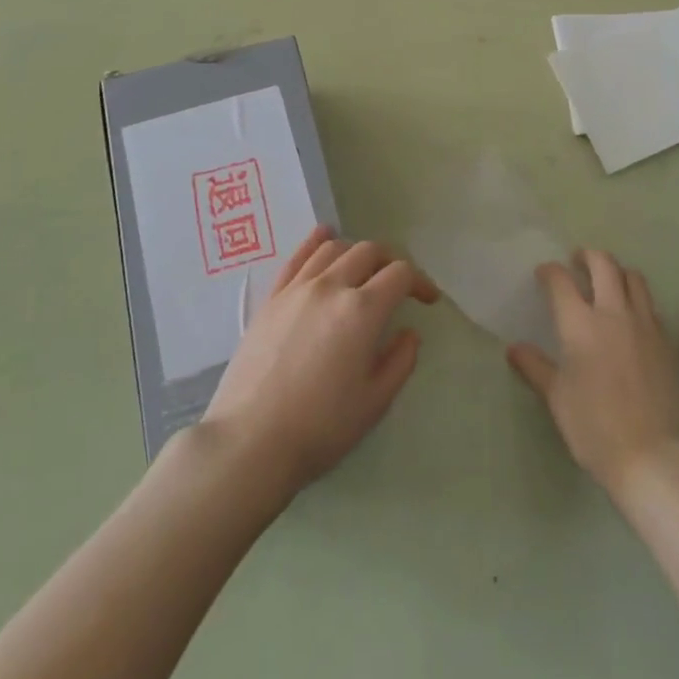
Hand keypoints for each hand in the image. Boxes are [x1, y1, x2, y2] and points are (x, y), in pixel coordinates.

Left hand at [203, 227, 438, 500]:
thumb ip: (400, 361)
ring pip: (334, 248)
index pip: (400, 274)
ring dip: (357, 252)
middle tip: (397, 285)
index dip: (420, 282)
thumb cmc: (320, 427)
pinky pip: (298, 256)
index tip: (427, 300)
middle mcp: (332, 286)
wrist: (251, 440)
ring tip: (363, 270)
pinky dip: (317, 241)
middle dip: (391, 262)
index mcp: (362, 310)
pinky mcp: (272, 297)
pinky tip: (325, 238)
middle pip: (369, 252)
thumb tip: (408, 333)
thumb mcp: (375, 403)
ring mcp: (298, 288)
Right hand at [507, 251, 678, 499]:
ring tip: (607, 282)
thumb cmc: (595, 427)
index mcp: (580, 323)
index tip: (543, 274)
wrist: (654, 457)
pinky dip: (637, 298)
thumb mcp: (557, 398)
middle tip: (577, 262)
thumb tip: (514, 348)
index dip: (550, 272)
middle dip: (588, 256)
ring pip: (633, 278)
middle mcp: (613, 313)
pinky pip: (650, 305)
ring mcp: (645, 324)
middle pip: (603, 264)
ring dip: (617, 271)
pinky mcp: (666, 341)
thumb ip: (535, 367)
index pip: (561, 281)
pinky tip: (631, 316)